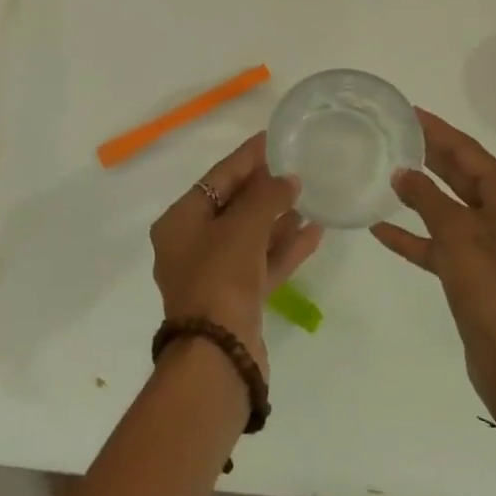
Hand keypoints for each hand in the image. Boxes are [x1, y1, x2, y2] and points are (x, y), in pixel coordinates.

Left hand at [150, 133, 322, 375]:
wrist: (218, 357)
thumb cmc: (221, 278)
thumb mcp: (243, 227)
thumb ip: (267, 196)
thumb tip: (288, 178)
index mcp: (180, 222)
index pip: (217, 178)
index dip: (247, 157)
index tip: (273, 138)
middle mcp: (192, 245)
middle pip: (234, 206)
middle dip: (266, 188)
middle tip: (298, 166)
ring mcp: (215, 275)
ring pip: (251, 236)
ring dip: (279, 218)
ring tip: (311, 196)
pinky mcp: (238, 300)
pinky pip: (263, 263)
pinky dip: (285, 248)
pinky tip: (315, 231)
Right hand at [371, 110, 495, 431]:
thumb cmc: (490, 289)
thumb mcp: (456, 236)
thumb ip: (426, 198)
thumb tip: (402, 172)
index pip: (469, 152)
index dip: (438, 130)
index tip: (410, 111)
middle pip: (462, 175)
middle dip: (430, 155)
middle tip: (395, 134)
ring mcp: (493, 243)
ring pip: (451, 207)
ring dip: (420, 194)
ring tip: (387, 172)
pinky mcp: (477, 270)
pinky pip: (443, 242)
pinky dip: (417, 235)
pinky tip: (382, 229)